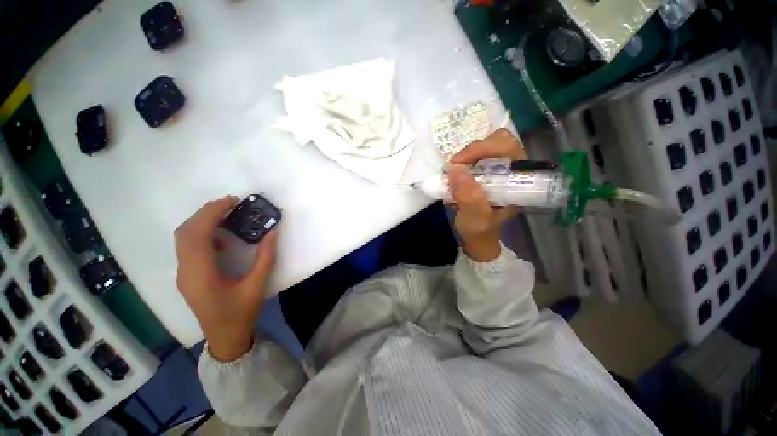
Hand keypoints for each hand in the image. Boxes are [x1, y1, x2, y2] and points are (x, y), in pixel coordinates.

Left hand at [174, 196, 278, 361]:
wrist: (224, 338)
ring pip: (183, 238)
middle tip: (230, 203)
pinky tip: (220, 239)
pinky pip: (187, 247)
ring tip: (225, 214)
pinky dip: (201, 234)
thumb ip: (266, 258)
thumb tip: (273, 232)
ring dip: (201, 221)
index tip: (232, 201)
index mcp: (201, 274)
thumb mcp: (257, 286)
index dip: (213, 213)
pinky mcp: (187, 275)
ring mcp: (183, 274)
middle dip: (206, 213)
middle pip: (186, 232)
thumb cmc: (241, 313)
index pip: (198, 234)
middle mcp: (185, 271)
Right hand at [449, 129, 525, 261]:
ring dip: (467, 155)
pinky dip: (464, 160)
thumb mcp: (474, 218)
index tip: (458, 163)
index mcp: (518, 180)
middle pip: (498, 141)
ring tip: (454, 171)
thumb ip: (468, 196)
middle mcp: (512, 170)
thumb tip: (454, 168)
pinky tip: (456, 174)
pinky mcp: (487, 171)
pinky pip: (476, 155)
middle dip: (473, 150)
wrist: (477, 238)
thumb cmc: (480, 230)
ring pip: (486, 145)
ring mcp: (499, 169)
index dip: (482, 149)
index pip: (508, 148)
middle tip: (455, 165)